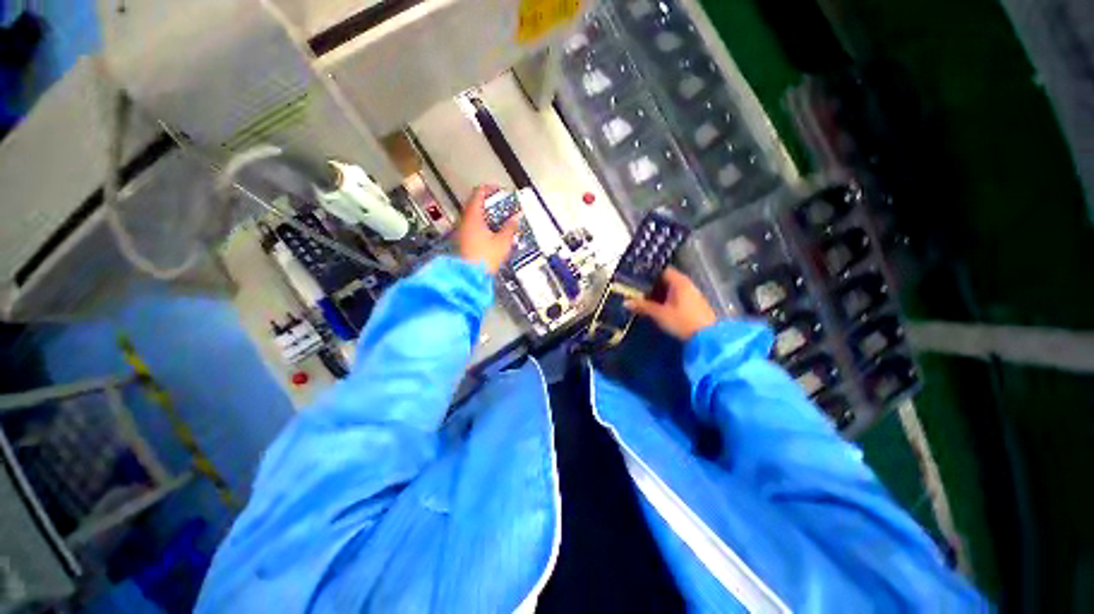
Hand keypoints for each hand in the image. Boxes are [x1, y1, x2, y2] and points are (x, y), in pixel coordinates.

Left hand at [457, 185, 520, 273]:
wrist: (469, 276)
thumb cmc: (485, 258)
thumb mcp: (503, 242)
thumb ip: (510, 227)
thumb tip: (515, 218)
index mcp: (473, 216)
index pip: (478, 193)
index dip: (490, 189)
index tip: (500, 191)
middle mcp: (464, 220)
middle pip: (475, 203)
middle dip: (490, 203)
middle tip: (503, 207)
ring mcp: (461, 231)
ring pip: (473, 215)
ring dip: (486, 215)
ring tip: (500, 221)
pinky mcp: (462, 241)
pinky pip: (472, 226)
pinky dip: (482, 224)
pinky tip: (492, 233)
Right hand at [625, 267, 716, 340]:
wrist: (707, 338)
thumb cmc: (682, 321)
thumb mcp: (659, 314)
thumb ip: (642, 306)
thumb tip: (626, 302)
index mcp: (679, 281)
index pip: (661, 270)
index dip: (648, 274)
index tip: (635, 278)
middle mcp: (686, 284)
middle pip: (665, 280)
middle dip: (651, 285)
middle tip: (635, 290)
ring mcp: (691, 294)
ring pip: (670, 289)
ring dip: (658, 294)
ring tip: (642, 299)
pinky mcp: (693, 305)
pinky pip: (675, 297)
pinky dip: (665, 300)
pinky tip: (656, 307)